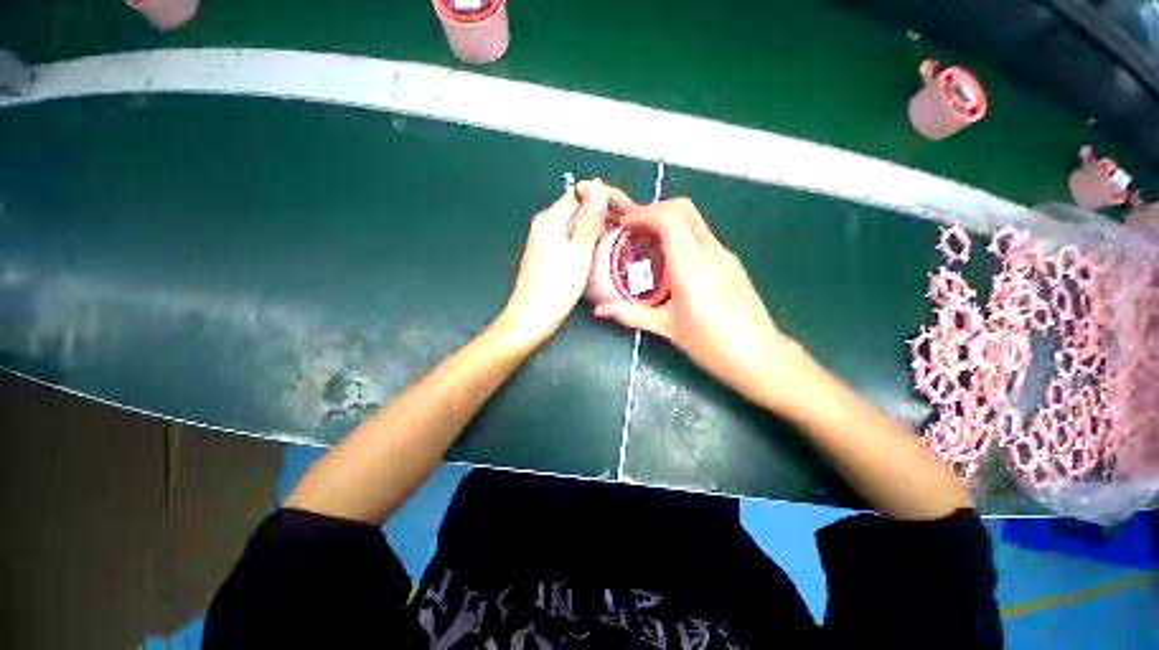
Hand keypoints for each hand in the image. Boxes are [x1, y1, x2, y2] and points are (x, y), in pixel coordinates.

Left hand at [499, 179, 636, 347]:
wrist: (532, 317)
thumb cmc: (557, 286)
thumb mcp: (579, 252)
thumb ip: (589, 219)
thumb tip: (598, 186)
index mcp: (550, 219)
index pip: (581, 192)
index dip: (606, 197)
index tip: (627, 211)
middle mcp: (546, 224)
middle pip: (578, 207)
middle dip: (604, 211)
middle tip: (628, 227)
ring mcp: (546, 240)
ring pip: (576, 224)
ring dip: (598, 226)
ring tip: (621, 237)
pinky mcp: (549, 255)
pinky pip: (572, 238)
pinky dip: (588, 240)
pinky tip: (602, 249)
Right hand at [593, 198, 802, 406]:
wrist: (759, 355)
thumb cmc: (709, 343)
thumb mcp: (666, 327)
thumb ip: (629, 314)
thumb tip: (599, 310)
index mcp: (691, 263)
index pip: (668, 217)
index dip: (642, 214)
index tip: (624, 225)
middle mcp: (710, 251)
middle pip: (683, 209)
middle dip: (655, 211)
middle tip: (634, 230)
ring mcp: (724, 254)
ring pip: (694, 221)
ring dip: (668, 223)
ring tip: (647, 244)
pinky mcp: (731, 263)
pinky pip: (702, 237)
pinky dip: (682, 236)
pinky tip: (671, 262)